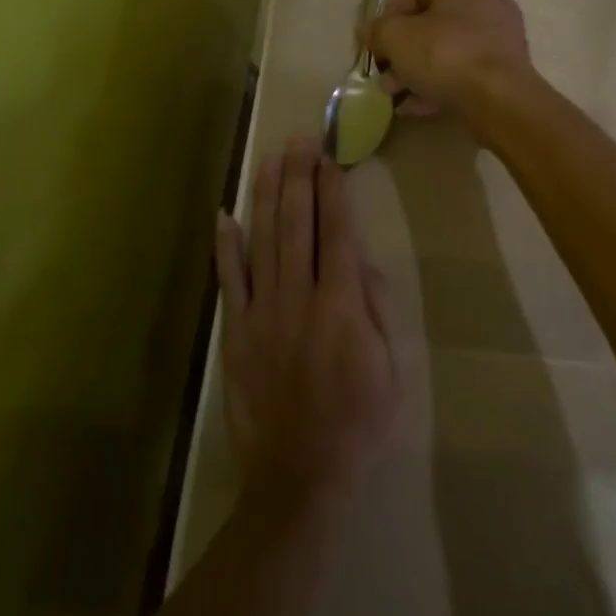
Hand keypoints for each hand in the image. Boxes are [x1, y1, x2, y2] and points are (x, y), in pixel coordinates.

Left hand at [214, 139, 399, 510]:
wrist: (301, 475)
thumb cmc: (359, 422)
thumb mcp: (392, 368)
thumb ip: (376, 308)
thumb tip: (361, 259)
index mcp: (342, 305)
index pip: (337, 233)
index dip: (332, 192)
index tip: (329, 158)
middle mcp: (299, 298)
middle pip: (297, 225)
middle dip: (298, 178)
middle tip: (299, 140)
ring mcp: (262, 314)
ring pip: (262, 242)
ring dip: (266, 196)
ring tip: (269, 159)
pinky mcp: (236, 333)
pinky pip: (229, 282)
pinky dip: (225, 247)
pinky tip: (224, 215)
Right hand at [366, 0, 532, 117]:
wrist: (498, 99)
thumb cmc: (444, 54)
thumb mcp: (395, 37)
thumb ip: (377, 31)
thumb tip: (368, 32)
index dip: (387, 20)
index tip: (373, 45)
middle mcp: (487, 1)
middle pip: (431, 26)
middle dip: (402, 53)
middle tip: (383, 75)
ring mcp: (501, 38)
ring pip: (446, 52)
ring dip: (416, 73)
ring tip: (394, 95)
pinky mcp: (506, 70)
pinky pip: (464, 73)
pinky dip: (439, 86)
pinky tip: (415, 107)